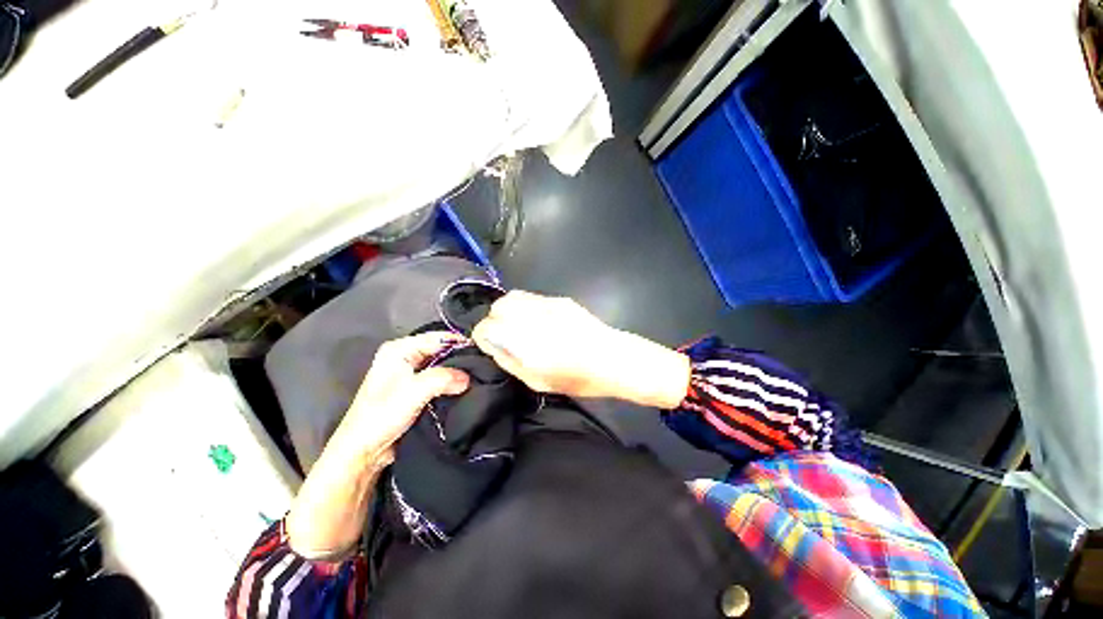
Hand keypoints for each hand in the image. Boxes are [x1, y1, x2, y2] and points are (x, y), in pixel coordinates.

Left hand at [340, 332, 471, 466]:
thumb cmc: (381, 417)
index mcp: (399, 349)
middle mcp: (405, 356)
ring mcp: (411, 373)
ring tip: (479, 375)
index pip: (437, 338)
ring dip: (458, 372)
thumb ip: (443, 378)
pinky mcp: (416, 389)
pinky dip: (452, 383)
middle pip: (441, 350)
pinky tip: (467, 386)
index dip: (460, 343)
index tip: (483, 351)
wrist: (364, 452)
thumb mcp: (413, 392)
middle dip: (461, 358)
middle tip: (484, 365)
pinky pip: (440, 379)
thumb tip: (469, 377)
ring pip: (442, 366)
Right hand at [471, 291, 689, 408]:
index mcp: (526, 342)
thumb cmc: (578, 379)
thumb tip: (493, 346)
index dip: (483, 336)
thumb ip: (510, 361)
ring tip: (520, 326)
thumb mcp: (537, 382)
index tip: (491, 345)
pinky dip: (526, 307)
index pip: (487, 327)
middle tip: (505, 335)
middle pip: (498, 307)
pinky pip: (532, 298)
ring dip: (509, 311)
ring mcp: (548, 305)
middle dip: (495, 320)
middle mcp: (533, 318)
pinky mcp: (560, 300)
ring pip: (514, 297)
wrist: (613, 358)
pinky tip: (538, 321)